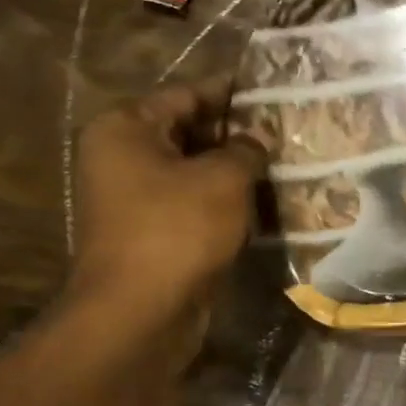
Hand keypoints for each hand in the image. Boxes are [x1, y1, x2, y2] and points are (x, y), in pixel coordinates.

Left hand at [66, 83, 266, 343]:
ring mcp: (132, 199)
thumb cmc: (177, 230)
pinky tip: (261, 203)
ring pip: (192, 173)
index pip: (185, 95)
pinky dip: (221, 203)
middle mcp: (120, 158)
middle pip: (187, 133)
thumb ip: (246, 149)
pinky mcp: (150, 234)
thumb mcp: (223, 179)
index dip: (230, 93)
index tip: (271, 91)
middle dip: (235, 135)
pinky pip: (191, 205)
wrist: (140, 313)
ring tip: (281, 164)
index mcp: (125, 129)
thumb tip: (259, 136)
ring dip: (231, 172)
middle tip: (284, 131)